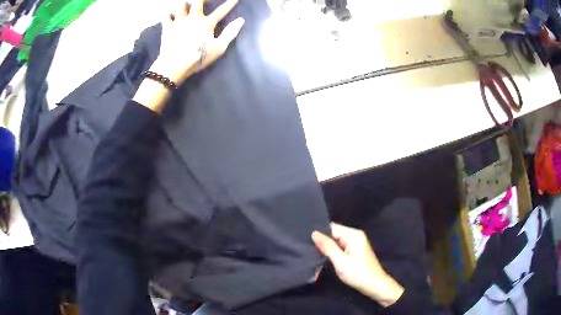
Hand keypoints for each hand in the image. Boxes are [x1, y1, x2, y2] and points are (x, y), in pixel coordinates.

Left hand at [133, 0, 244, 111]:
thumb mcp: (218, 48)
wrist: (173, 65)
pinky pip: (166, 16)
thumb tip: (241, 20)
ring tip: (187, 7)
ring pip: (182, 5)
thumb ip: (230, 33)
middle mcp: (193, 17)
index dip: (229, 3)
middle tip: (205, 1)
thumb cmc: (197, 58)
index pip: (221, 10)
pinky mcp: (167, 27)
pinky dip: (169, 14)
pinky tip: (170, 16)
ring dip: (185, 4)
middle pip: (198, 1)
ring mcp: (179, 21)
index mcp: (207, 23)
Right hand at [312, 223, 403, 307]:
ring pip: (335, 242)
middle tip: (306, 249)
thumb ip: (328, 247)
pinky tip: (322, 258)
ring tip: (311, 254)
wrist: (375, 286)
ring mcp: (355, 244)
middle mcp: (354, 236)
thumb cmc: (358, 273)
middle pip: (333, 234)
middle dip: (321, 242)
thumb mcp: (341, 261)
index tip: (304, 239)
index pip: (331, 228)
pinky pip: (339, 248)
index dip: (319, 233)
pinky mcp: (354, 252)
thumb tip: (314, 233)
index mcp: (353, 235)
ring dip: (325, 249)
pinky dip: (331, 253)